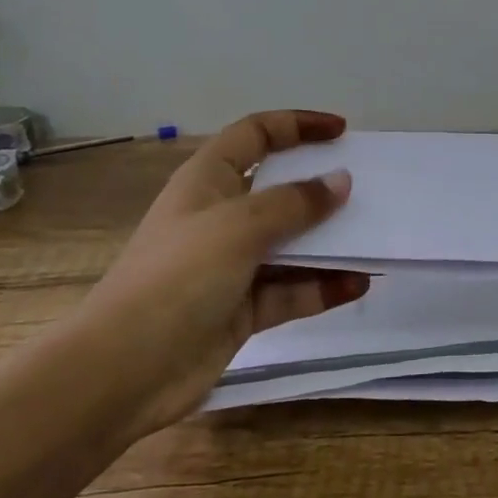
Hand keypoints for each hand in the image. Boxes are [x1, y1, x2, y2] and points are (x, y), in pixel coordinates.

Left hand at [75, 110, 366, 439]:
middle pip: (279, 189)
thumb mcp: (238, 227)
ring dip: (330, 242)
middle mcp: (221, 216)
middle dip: (321, 187)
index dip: (297, 125)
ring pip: (291, 243)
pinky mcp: (242, 309)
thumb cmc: (177, 278)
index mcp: (208, 180)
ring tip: (374, 239)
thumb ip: (294, 203)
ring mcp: (232, 265)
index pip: (256, 134)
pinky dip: (323, 286)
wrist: (123, 372)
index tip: (342, 132)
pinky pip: (291, 289)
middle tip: (367, 188)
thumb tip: (340, 182)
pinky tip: (358, 284)